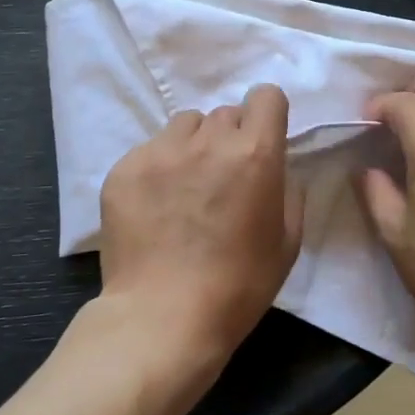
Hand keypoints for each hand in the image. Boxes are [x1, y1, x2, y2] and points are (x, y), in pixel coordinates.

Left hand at [97, 84, 303, 365]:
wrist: (162, 319)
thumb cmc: (239, 286)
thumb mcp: (288, 242)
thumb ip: (289, 190)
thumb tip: (277, 167)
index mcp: (255, 153)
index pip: (265, 95)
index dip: (267, 114)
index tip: (263, 138)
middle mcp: (209, 141)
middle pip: (225, 113)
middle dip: (230, 138)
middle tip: (224, 178)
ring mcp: (162, 151)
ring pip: (186, 126)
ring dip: (194, 146)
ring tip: (187, 186)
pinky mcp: (125, 168)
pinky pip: (151, 150)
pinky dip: (159, 168)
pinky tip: (156, 206)